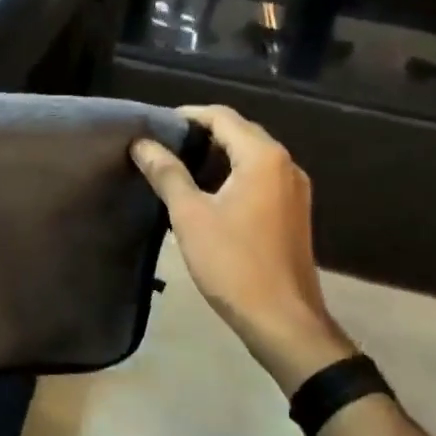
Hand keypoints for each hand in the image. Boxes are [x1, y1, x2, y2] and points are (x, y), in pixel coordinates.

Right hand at [132, 106, 353, 393]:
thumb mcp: (190, 215)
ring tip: (179, 166)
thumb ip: (167, 173)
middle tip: (164, 144)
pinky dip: (233, 173)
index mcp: (263, 157)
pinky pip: (261, 177)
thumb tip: (141, 143)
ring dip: (218, 154)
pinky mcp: (293, 212)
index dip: (188, 115)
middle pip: (240, 132)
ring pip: (252, 155)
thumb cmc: (233, 263)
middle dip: (202, 132)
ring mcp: (294, 189)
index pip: (222, 117)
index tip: (156, 125)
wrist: (284, 321)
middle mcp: (285, 164)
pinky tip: (208, 192)